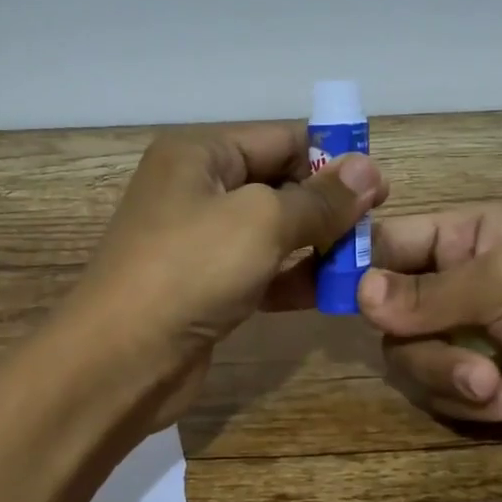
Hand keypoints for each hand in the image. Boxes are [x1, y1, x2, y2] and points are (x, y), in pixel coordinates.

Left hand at [70, 124, 387, 426]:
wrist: (120, 361)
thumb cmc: (189, 271)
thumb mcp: (261, 222)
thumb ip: (319, 199)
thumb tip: (371, 171)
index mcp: (199, 155)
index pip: (279, 139)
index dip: (331, 159)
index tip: (381, 187)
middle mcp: (197, 191)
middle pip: (278, 184)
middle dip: (327, 205)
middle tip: (376, 229)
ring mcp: (200, 242)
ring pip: (274, 232)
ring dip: (317, 245)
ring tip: (364, 262)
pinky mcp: (207, 288)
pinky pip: (261, 271)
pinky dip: (294, 278)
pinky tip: (333, 292)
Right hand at [357, 203, 501, 450]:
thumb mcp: (501, 282)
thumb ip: (425, 293)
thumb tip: (357, 296)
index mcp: (461, 238)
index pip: (387, 243)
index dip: (356, 265)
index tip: (328, 294)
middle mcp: (453, 285)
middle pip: (387, 314)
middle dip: (420, 343)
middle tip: (454, 357)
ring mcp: (463, 338)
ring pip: (408, 360)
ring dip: (448, 378)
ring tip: (495, 387)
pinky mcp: (476, 385)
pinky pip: (438, 396)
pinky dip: (473, 405)